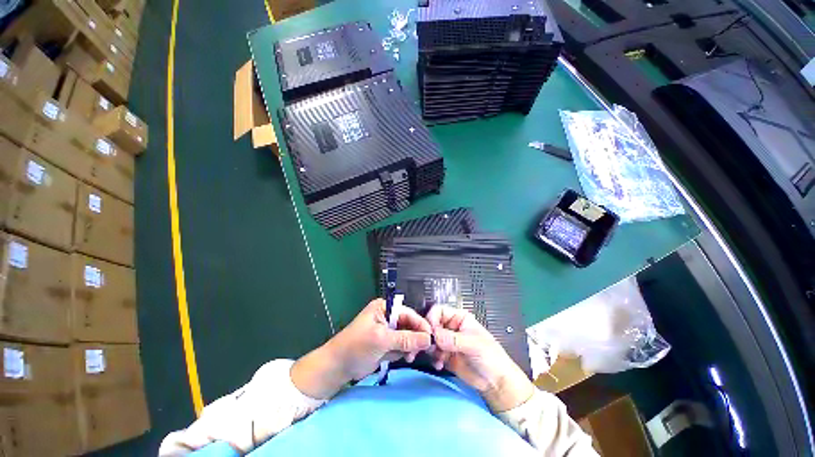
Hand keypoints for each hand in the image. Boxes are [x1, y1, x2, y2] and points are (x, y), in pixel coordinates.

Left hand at [292, 299, 431, 398]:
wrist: (337, 367)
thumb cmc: (356, 346)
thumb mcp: (382, 339)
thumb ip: (405, 339)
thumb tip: (428, 339)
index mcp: (385, 308)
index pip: (408, 313)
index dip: (420, 324)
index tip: (432, 337)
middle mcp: (388, 317)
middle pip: (410, 325)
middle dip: (416, 337)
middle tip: (421, 350)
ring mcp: (388, 331)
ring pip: (408, 337)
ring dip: (411, 346)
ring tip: (410, 357)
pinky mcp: (387, 345)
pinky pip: (402, 346)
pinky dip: (405, 353)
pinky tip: (405, 358)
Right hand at [427, 305, 533, 411]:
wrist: (496, 383)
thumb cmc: (491, 357)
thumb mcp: (474, 344)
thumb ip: (454, 339)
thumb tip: (435, 335)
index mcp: (459, 317)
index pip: (439, 311)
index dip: (432, 319)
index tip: (430, 331)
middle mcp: (451, 327)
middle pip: (433, 324)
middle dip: (430, 335)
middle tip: (430, 346)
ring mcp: (448, 342)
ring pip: (431, 339)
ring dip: (431, 348)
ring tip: (438, 357)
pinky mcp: (445, 356)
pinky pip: (433, 353)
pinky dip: (433, 358)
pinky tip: (440, 365)